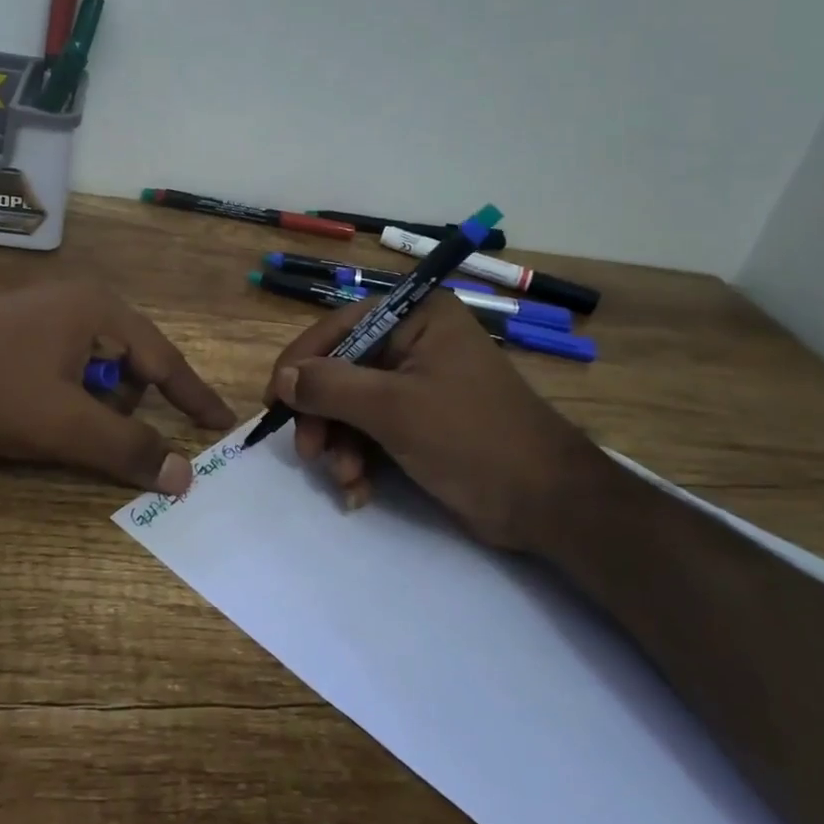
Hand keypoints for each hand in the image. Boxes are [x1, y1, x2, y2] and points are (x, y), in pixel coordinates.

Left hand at [0, 282, 235, 493]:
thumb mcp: (63, 425)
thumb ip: (128, 448)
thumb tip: (186, 476)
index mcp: (99, 310)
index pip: (164, 359)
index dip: (194, 396)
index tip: (222, 423)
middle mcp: (78, 305)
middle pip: (129, 366)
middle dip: (125, 409)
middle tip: (102, 441)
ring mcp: (44, 319)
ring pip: (95, 374)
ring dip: (92, 409)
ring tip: (58, 432)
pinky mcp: (17, 339)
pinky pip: (65, 374)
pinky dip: (67, 403)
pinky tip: (37, 421)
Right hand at [261, 290, 608, 552]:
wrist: (548, 504)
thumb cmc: (471, 438)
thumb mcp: (393, 408)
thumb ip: (331, 386)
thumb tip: (283, 379)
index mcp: (418, 318)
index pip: (341, 326)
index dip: (302, 361)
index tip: (274, 400)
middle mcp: (417, 342)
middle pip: (343, 369)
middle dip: (324, 415)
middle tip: (309, 453)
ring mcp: (420, 384)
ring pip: (353, 406)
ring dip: (340, 445)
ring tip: (345, 480)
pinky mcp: (422, 422)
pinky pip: (373, 431)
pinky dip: (359, 460)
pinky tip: (358, 491)